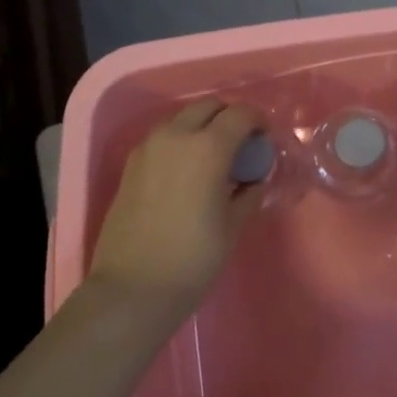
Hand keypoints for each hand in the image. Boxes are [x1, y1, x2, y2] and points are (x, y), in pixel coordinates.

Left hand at [87, 99, 262, 321]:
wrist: (131, 290)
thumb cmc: (192, 258)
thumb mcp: (233, 226)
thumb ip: (249, 192)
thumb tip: (254, 179)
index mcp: (208, 147)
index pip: (241, 114)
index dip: (258, 122)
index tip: (266, 140)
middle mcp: (176, 136)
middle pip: (209, 106)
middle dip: (229, 117)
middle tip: (242, 144)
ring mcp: (149, 148)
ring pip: (183, 118)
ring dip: (203, 126)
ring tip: (214, 156)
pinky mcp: (131, 164)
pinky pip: (163, 137)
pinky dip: (181, 141)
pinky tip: (187, 170)